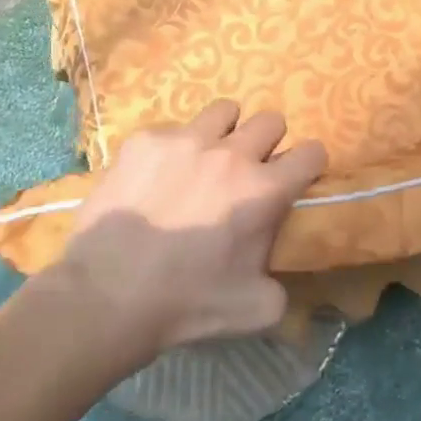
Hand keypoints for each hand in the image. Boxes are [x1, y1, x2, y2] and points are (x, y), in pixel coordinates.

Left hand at [55, 100, 327, 359]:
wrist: (108, 294)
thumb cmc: (187, 303)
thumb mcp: (257, 309)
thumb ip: (282, 283)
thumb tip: (276, 269)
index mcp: (264, 191)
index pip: (312, 152)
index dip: (308, 165)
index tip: (296, 178)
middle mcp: (230, 154)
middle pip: (271, 120)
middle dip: (268, 143)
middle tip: (250, 170)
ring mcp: (184, 141)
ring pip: (224, 111)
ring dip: (225, 132)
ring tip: (206, 159)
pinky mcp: (144, 141)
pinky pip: (172, 129)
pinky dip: (174, 149)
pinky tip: (157, 177)